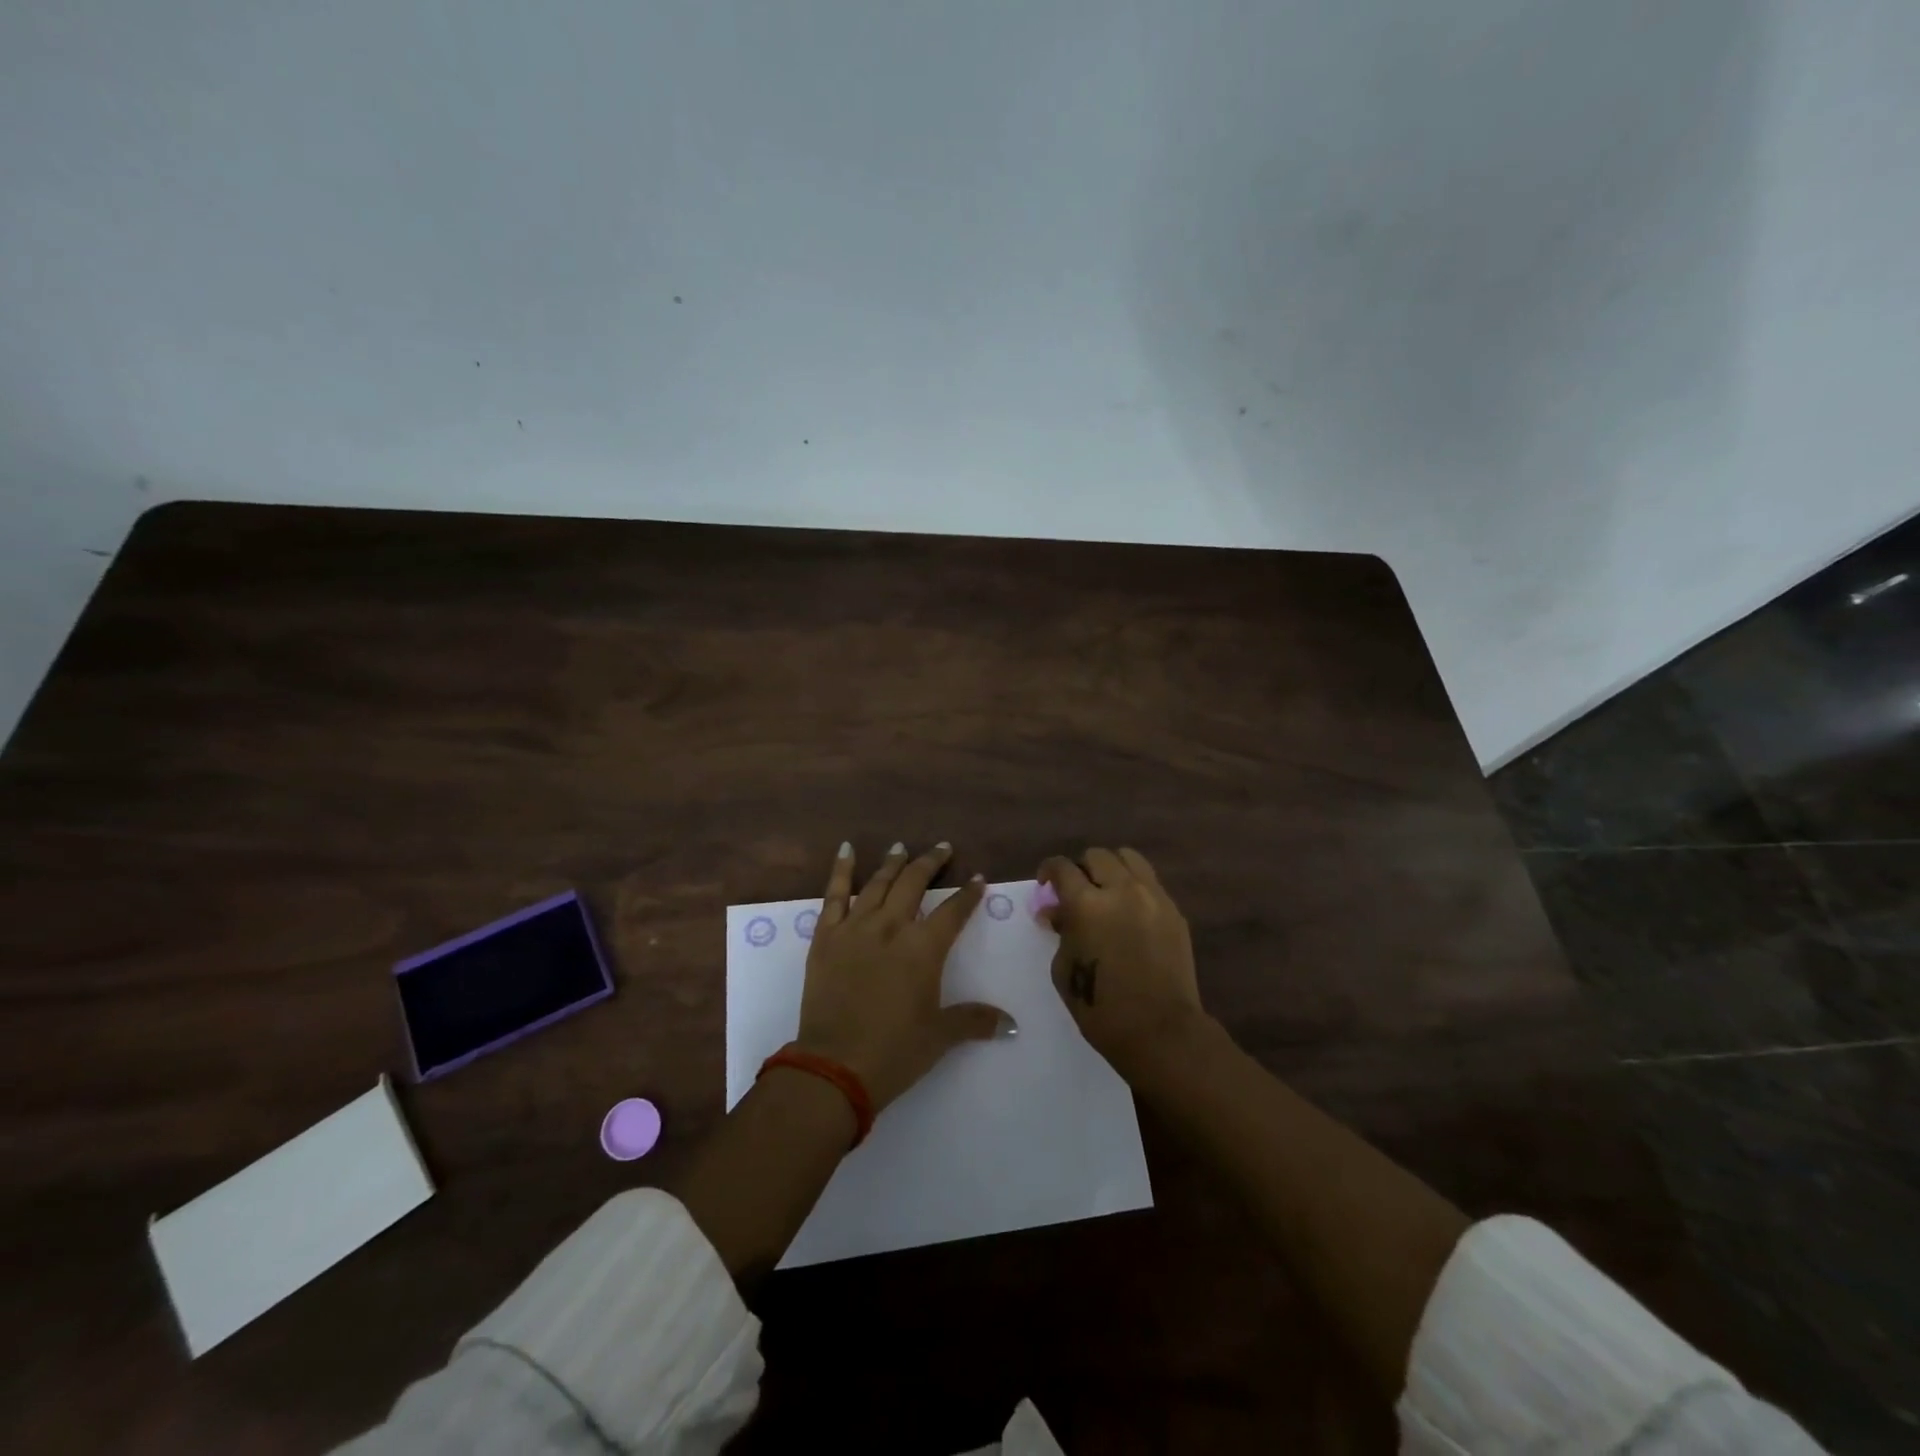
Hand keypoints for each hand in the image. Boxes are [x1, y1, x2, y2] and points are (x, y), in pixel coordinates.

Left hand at [796, 842, 1010, 1113]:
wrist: (834, 1066)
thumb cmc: (894, 1051)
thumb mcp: (939, 1036)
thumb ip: (974, 1021)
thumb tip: (1011, 1024)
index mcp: (923, 949)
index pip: (953, 911)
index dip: (968, 894)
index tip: (978, 879)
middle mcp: (891, 927)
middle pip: (914, 883)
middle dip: (931, 863)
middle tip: (942, 848)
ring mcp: (855, 928)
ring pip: (878, 883)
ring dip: (893, 863)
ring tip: (901, 847)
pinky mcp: (825, 937)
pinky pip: (834, 895)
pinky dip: (841, 870)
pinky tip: (846, 850)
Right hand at [1038, 847, 1206, 1079]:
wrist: (1160, 1031)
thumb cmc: (1101, 1008)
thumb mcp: (1065, 969)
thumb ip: (1061, 932)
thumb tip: (1056, 912)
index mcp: (1086, 904)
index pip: (1062, 867)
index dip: (1049, 870)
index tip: (1046, 883)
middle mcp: (1121, 890)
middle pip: (1097, 856)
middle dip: (1081, 868)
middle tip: (1077, 890)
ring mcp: (1153, 897)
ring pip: (1129, 858)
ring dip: (1112, 868)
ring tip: (1107, 890)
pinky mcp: (1174, 911)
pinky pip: (1150, 883)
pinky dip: (1135, 887)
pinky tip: (1130, 912)